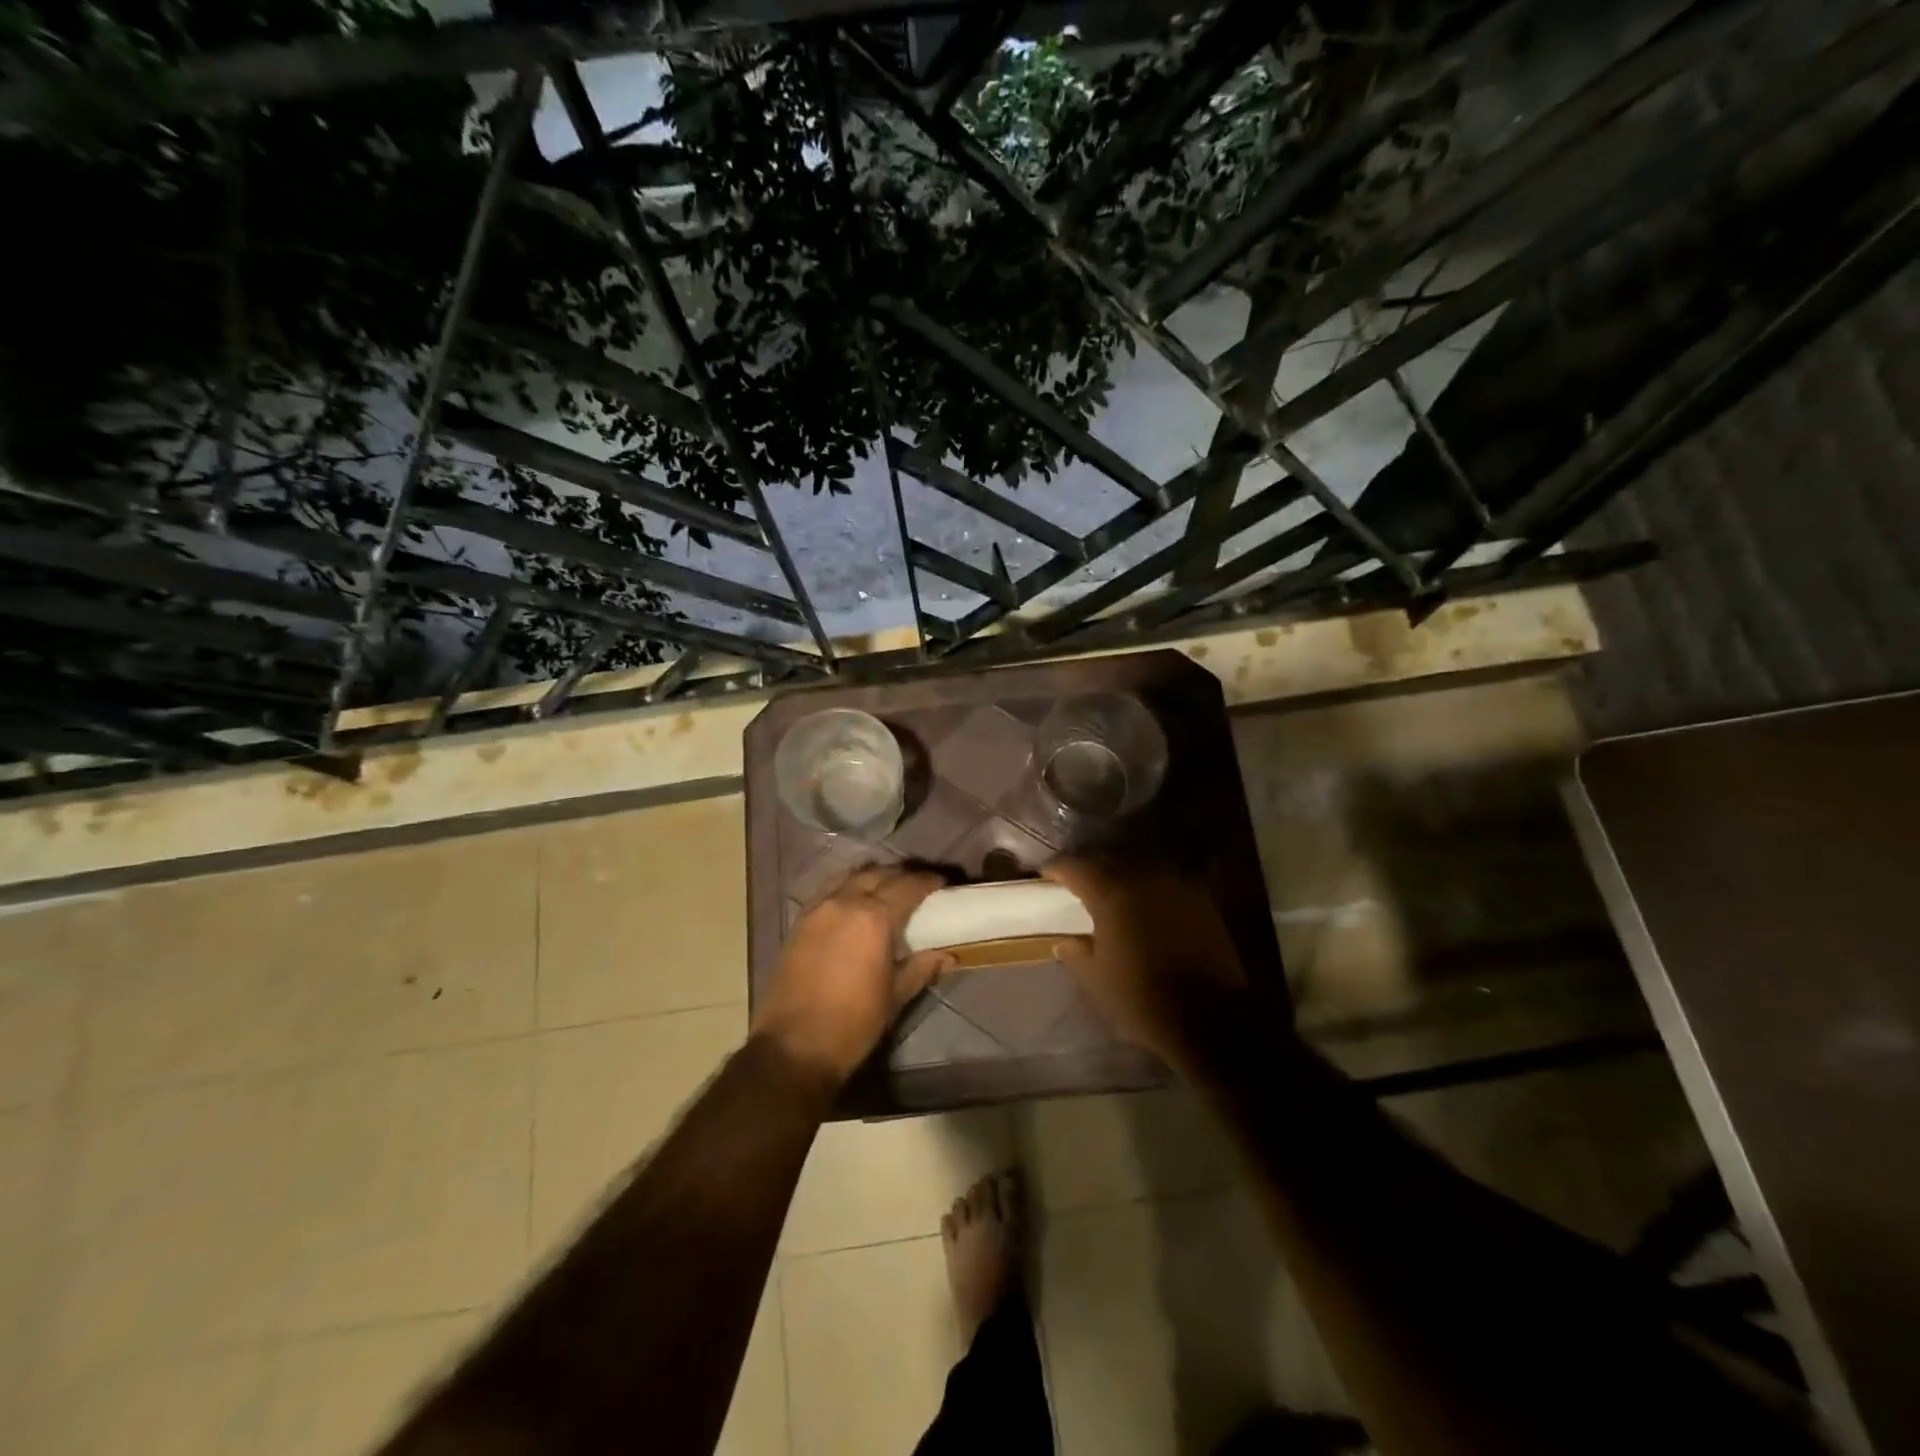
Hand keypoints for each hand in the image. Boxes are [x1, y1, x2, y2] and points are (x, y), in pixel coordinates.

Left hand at [752, 866, 952, 1088]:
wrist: (793, 1047)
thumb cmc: (852, 1024)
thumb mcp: (895, 997)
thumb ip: (921, 968)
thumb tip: (948, 955)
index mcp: (873, 918)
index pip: (907, 886)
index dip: (927, 881)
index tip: (942, 882)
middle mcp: (844, 902)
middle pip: (877, 874)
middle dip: (901, 875)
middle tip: (918, 886)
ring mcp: (817, 909)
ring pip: (849, 877)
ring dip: (872, 877)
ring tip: (886, 889)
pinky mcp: (799, 922)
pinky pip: (828, 890)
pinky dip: (846, 887)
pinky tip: (854, 902)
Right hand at [1040, 857, 1245, 1065]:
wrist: (1211, 1019)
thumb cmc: (1143, 1000)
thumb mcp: (1097, 980)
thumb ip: (1077, 954)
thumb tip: (1064, 943)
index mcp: (1111, 895)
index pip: (1076, 867)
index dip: (1057, 869)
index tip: (1046, 874)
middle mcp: (1143, 879)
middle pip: (1109, 860)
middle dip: (1091, 868)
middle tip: (1078, 881)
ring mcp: (1176, 886)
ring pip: (1140, 867)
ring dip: (1122, 874)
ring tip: (1112, 889)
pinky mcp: (1202, 901)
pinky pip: (1166, 882)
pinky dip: (1150, 887)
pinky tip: (1145, 903)